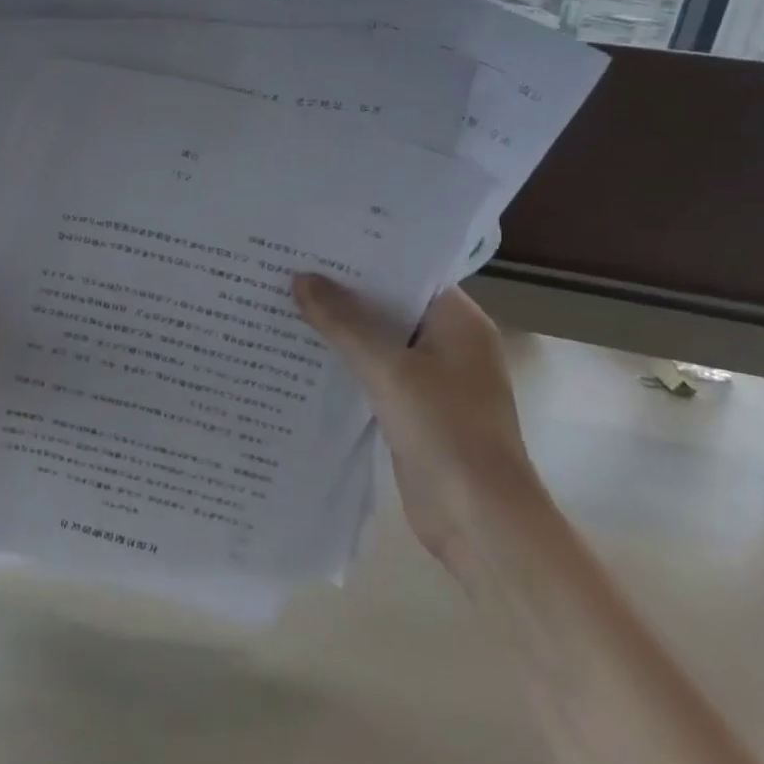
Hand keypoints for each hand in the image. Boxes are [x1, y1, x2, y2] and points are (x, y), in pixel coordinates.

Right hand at [293, 274, 545, 578]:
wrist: (479, 521)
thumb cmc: (446, 432)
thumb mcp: (389, 369)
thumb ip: (344, 323)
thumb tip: (301, 278)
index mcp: (458, 322)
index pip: (408, 272)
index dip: (364, 256)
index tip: (316, 242)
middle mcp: (448, 343)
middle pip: (389, 305)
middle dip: (343, 291)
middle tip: (288, 267)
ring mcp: (432, 378)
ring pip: (378, 340)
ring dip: (339, 328)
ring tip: (284, 301)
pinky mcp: (412, 409)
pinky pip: (373, 372)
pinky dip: (344, 363)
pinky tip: (301, 354)